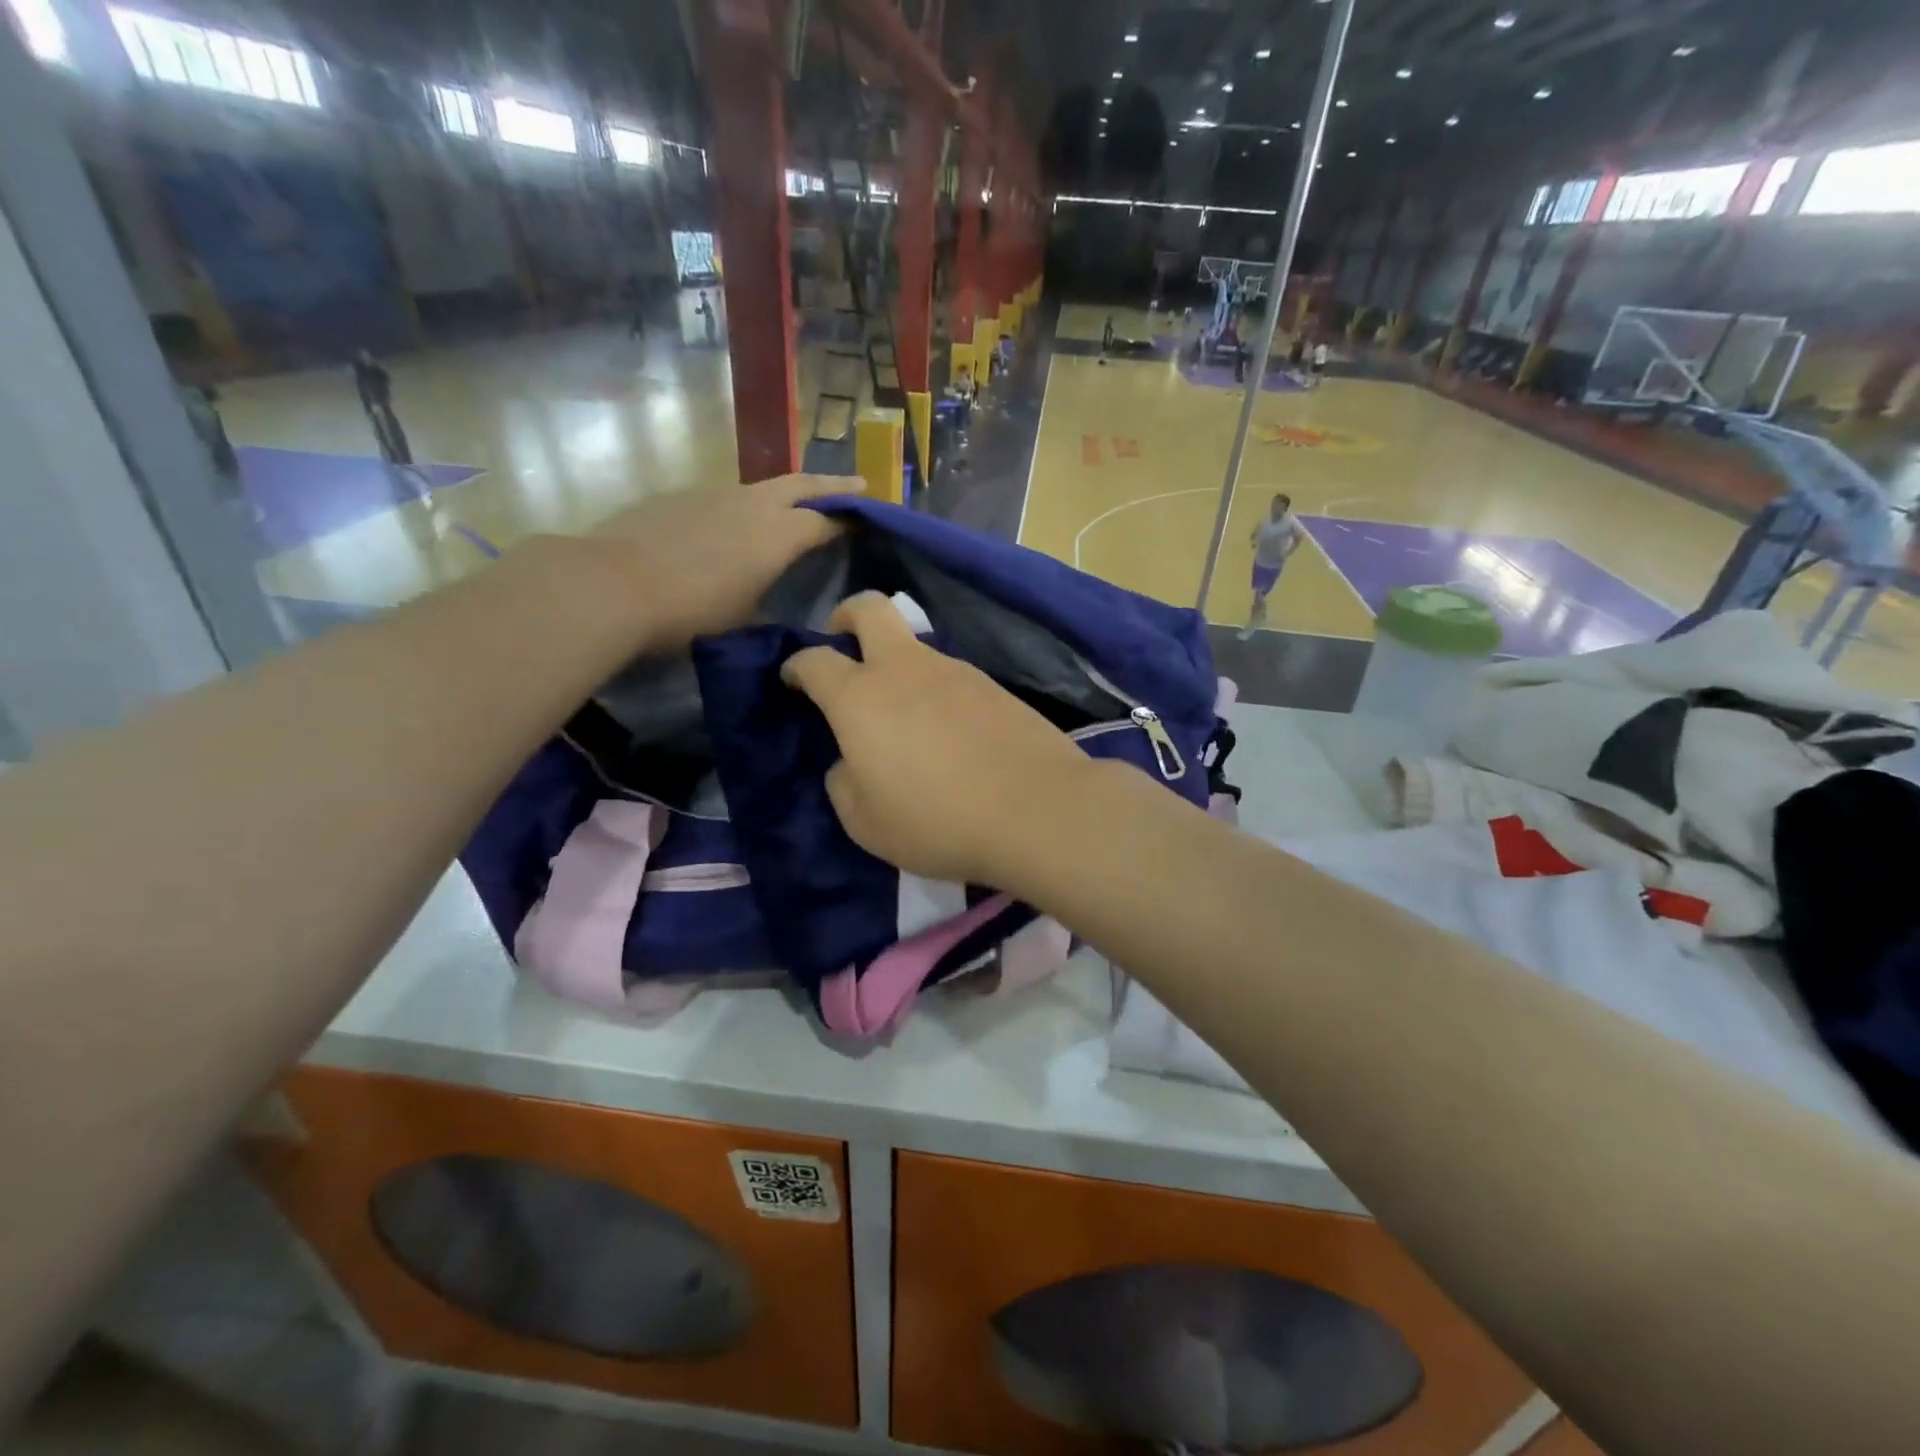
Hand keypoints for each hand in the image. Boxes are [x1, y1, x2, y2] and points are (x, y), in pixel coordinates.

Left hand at [592, 475, 846, 649]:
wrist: (612, 585)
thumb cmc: (692, 611)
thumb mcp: (744, 619)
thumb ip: (769, 601)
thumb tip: (776, 598)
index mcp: (779, 535)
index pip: (827, 521)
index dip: (851, 520)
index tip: (871, 520)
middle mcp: (753, 504)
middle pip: (802, 485)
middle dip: (833, 484)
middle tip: (858, 484)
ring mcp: (713, 494)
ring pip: (761, 488)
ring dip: (784, 495)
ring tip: (792, 509)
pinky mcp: (679, 497)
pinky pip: (724, 498)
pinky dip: (741, 507)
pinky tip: (730, 528)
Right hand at [781, 593, 1099, 886]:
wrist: (1036, 810)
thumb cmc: (937, 821)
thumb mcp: (866, 823)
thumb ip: (844, 784)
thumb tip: (849, 761)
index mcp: (860, 698)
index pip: (815, 661)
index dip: (796, 666)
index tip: (793, 679)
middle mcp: (905, 670)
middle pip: (870, 610)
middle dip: (846, 615)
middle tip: (842, 640)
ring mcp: (955, 671)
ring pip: (915, 646)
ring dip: (898, 663)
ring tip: (905, 714)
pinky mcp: (993, 685)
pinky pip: (951, 676)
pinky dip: (936, 690)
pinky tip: (948, 730)